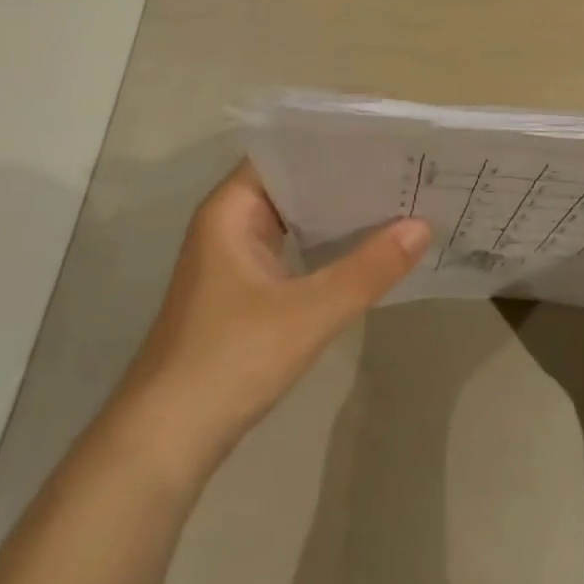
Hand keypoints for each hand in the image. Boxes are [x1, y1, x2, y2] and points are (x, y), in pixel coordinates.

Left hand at [119, 161, 429, 472]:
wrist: (160, 449)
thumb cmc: (227, 362)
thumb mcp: (307, 314)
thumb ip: (367, 269)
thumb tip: (423, 227)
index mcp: (232, 208)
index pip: (288, 151)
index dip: (334, 139)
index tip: (383, 134)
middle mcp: (231, 223)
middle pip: (296, 182)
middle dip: (346, 175)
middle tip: (403, 164)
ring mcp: (236, 259)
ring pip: (296, 218)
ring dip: (338, 211)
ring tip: (396, 195)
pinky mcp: (245, 292)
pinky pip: (294, 248)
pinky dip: (327, 243)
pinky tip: (367, 245)